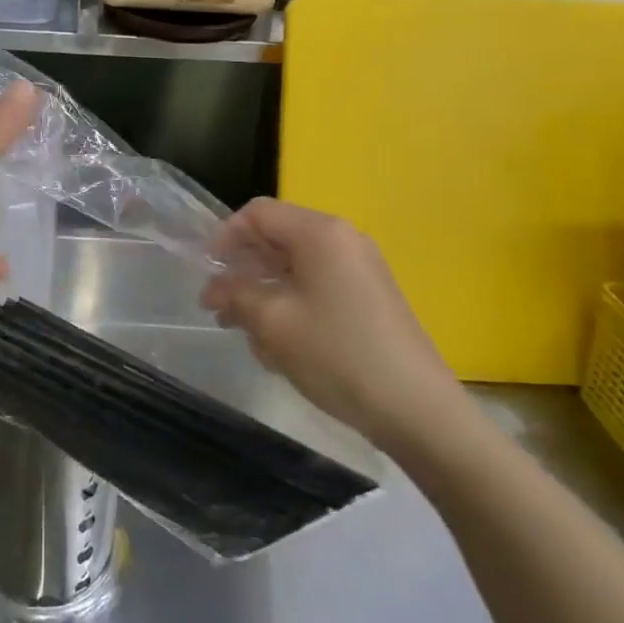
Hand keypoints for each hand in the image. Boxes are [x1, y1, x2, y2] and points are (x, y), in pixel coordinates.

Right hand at [201, 198, 464, 448]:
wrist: (417, 409)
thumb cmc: (337, 355)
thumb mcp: (273, 323)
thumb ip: (235, 294)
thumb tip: (214, 288)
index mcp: (320, 232)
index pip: (258, 213)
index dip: (224, 238)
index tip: (207, 275)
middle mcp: (342, 240)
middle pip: (277, 238)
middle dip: (243, 271)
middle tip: (220, 310)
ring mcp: (360, 269)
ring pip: (295, 267)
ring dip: (264, 293)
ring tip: (247, 334)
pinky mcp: (368, 298)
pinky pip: (317, 287)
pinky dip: (291, 306)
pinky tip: (281, 347)